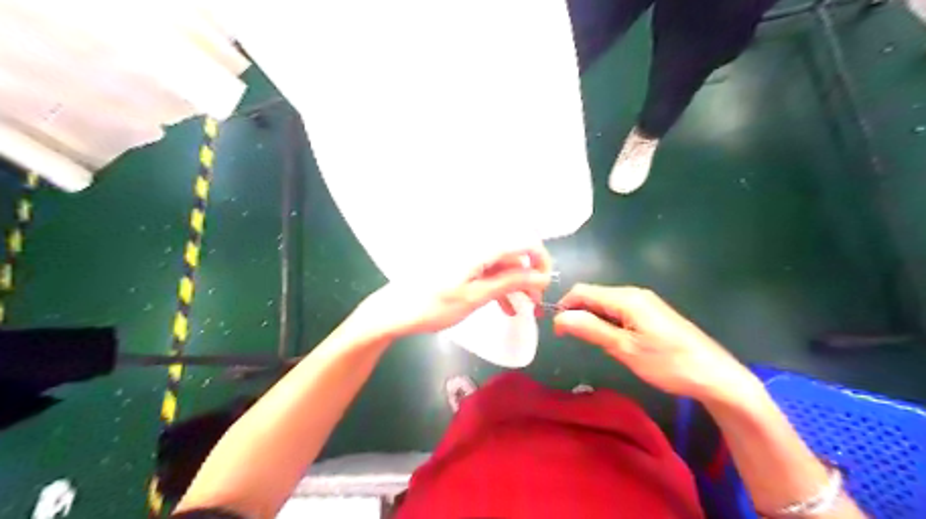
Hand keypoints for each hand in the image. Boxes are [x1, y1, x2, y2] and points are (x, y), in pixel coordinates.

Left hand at [348, 246, 547, 341]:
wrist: (393, 311)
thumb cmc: (433, 305)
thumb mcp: (475, 297)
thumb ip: (509, 283)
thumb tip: (541, 275)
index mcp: (481, 248)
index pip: (522, 243)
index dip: (540, 260)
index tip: (545, 284)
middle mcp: (476, 246)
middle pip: (513, 256)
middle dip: (528, 278)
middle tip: (536, 304)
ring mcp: (468, 257)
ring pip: (501, 267)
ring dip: (515, 286)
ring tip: (524, 310)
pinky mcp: (460, 268)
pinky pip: (487, 274)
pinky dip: (499, 289)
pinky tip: (505, 308)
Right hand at [553, 286, 753, 402]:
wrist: (715, 376)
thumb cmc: (668, 363)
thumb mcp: (624, 349)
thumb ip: (591, 329)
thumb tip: (559, 317)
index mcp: (626, 298)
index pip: (582, 291)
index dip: (564, 307)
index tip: (556, 331)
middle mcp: (634, 293)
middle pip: (594, 295)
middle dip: (577, 312)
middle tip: (570, 339)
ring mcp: (645, 302)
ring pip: (606, 304)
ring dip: (591, 318)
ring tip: (590, 343)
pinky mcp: (652, 314)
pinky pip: (619, 311)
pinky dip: (607, 322)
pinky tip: (611, 340)